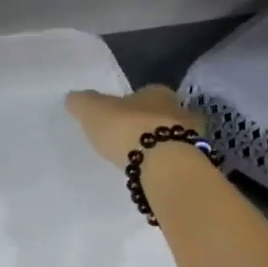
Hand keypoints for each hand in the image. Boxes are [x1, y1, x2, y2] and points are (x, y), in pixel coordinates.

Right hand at [65, 86, 207, 167]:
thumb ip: (83, 102)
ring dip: (159, 146)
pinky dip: (165, 165)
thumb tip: (73, 98)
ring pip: (172, 138)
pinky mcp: (194, 162)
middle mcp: (179, 110)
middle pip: (162, 115)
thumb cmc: (127, 128)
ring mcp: (191, 137)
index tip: (119, 117)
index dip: (131, 104)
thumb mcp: (93, 111)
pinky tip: (152, 174)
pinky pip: (175, 161)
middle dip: (148, 125)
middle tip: (130, 139)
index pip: (144, 94)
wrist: (162, 163)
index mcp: (156, 92)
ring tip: (140, 160)